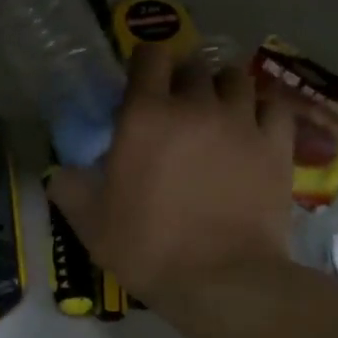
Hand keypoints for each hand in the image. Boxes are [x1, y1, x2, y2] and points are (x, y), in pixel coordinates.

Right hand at [48, 43, 297, 303]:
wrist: (222, 280)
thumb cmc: (148, 247)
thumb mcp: (90, 222)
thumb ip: (69, 188)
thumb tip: (60, 174)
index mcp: (145, 115)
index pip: (149, 57)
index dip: (145, 61)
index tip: (141, 78)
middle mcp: (195, 105)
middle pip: (194, 65)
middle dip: (183, 78)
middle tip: (178, 105)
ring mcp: (241, 122)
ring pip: (236, 78)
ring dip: (223, 88)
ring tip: (218, 110)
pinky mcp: (276, 145)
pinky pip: (274, 105)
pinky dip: (262, 107)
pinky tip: (255, 124)